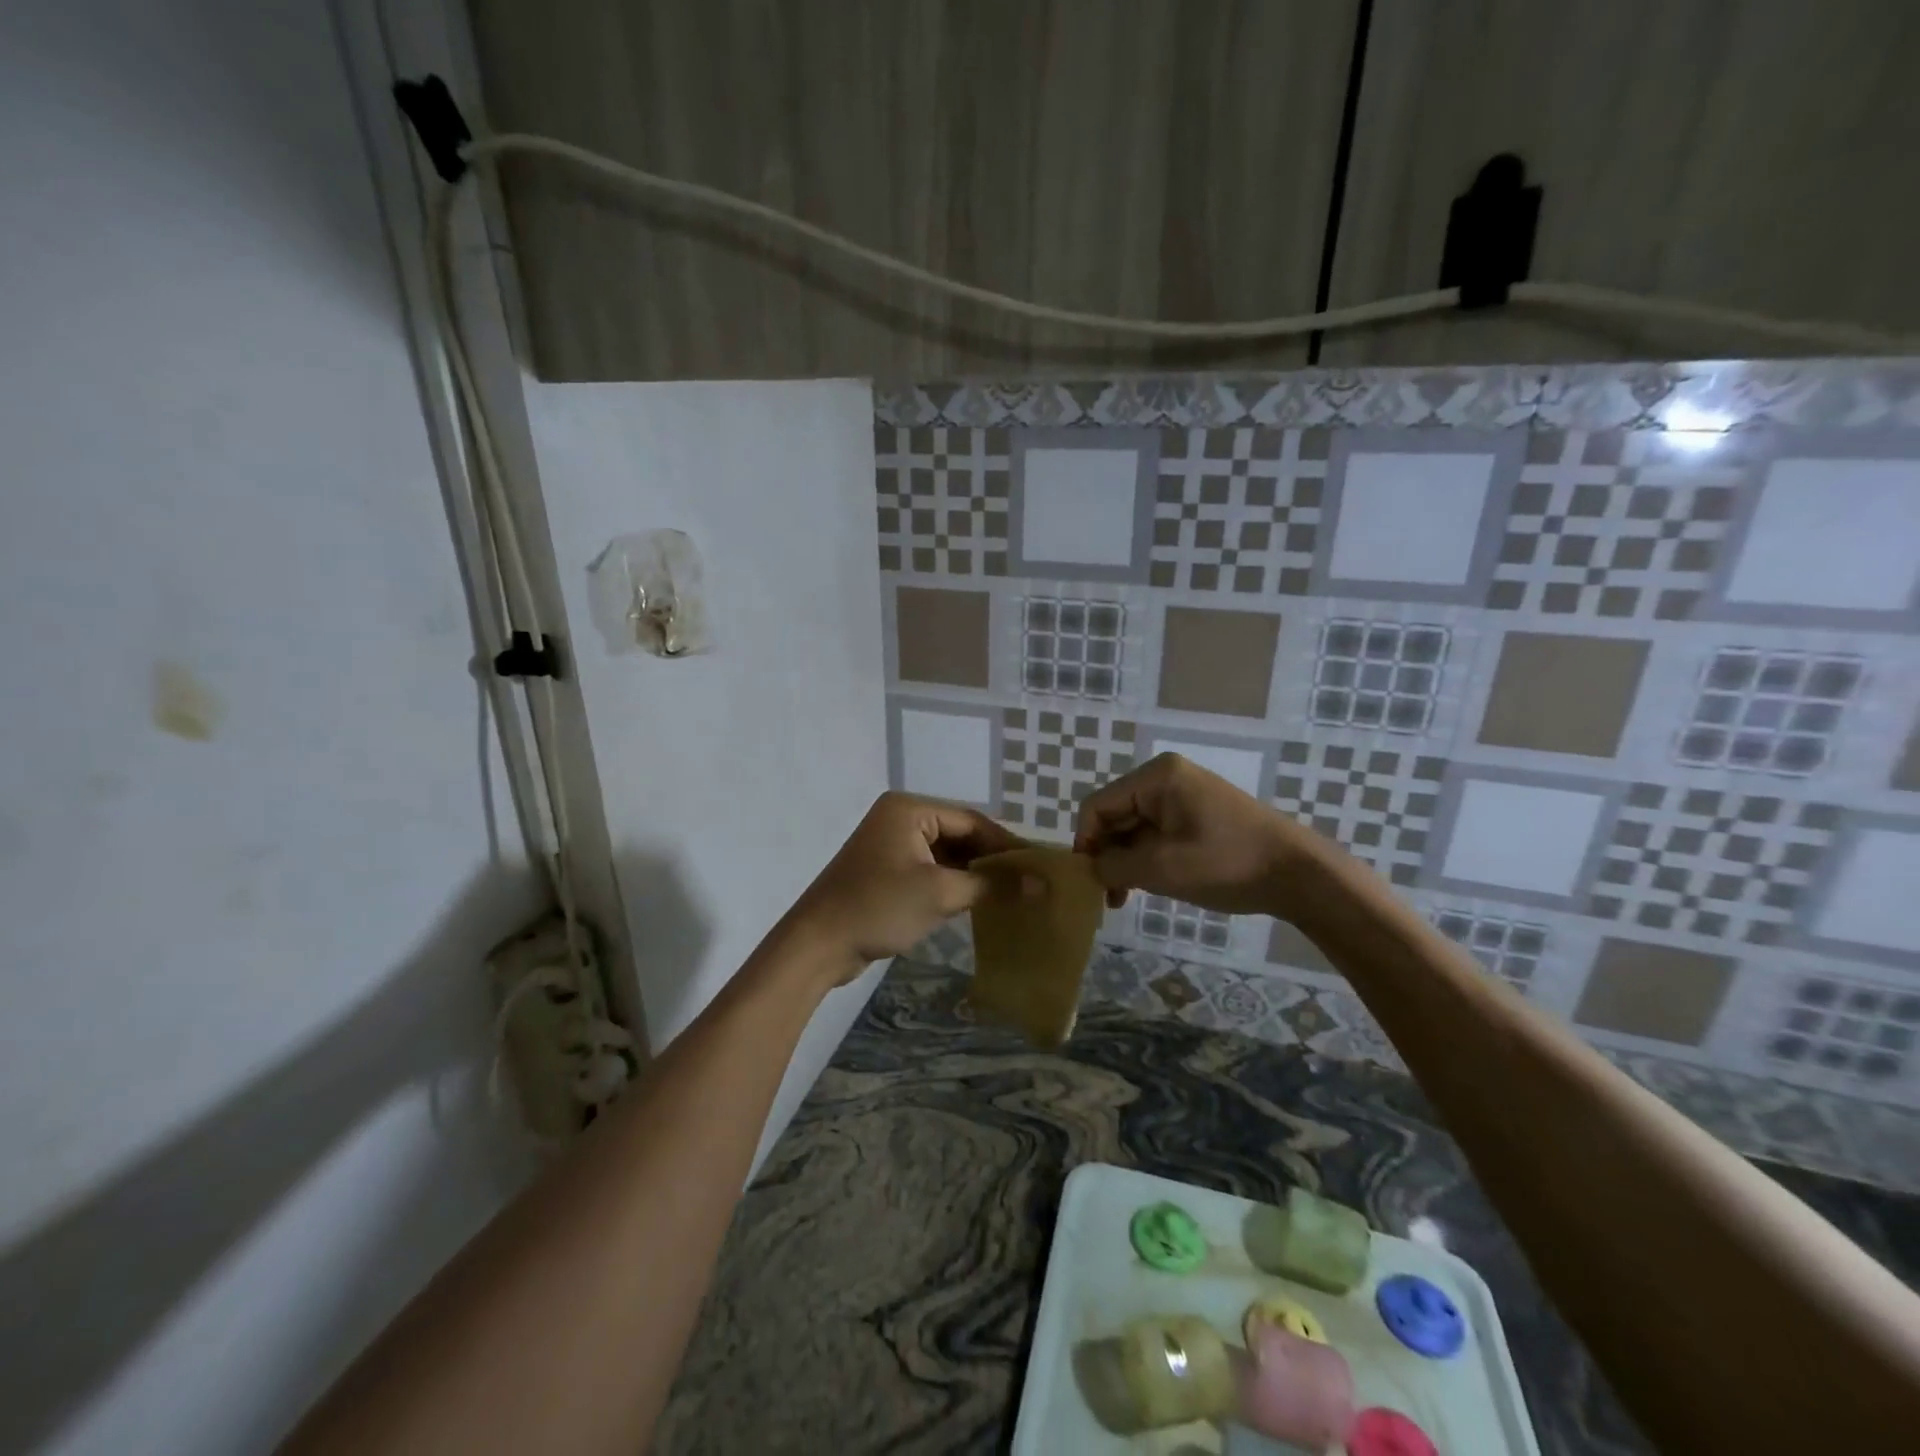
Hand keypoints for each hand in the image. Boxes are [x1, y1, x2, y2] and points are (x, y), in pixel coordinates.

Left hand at [782, 792, 1021, 984]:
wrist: (817, 945)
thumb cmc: (879, 907)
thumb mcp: (941, 893)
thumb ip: (993, 885)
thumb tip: (1043, 884)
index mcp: (909, 809)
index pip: (971, 820)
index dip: (1006, 844)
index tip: (1039, 866)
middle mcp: (900, 819)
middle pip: (959, 835)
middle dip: (991, 860)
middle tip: (1030, 883)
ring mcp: (891, 846)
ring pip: (946, 855)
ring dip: (974, 875)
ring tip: (1013, 895)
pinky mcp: (886, 873)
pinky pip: (930, 871)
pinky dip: (953, 885)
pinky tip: (980, 903)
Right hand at [1074, 753, 1322, 916]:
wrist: (1298, 874)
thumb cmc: (1227, 864)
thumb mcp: (1162, 868)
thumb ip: (1114, 866)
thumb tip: (1089, 868)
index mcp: (1156, 777)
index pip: (1098, 806)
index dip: (1086, 842)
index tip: (1089, 881)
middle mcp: (1166, 778)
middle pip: (1115, 815)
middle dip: (1107, 855)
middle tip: (1109, 897)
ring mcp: (1183, 795)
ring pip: (1134, 828)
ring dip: (1125, 861)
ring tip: (1124, 898)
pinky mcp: (1197, 815)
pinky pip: (1156, 833)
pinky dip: (1146, 859)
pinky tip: (1146, 886)